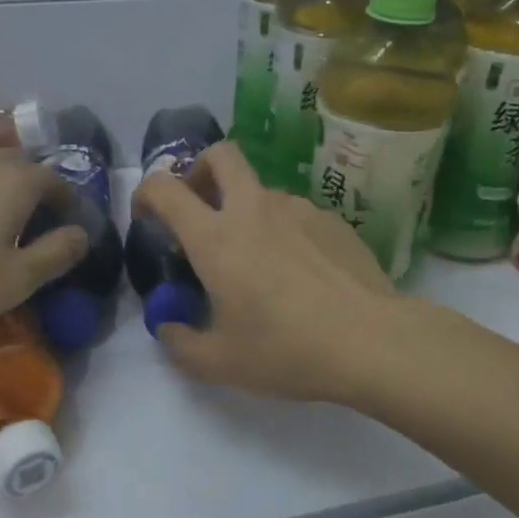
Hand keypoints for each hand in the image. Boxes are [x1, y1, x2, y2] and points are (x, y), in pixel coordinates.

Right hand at [132, 141, 404, 403]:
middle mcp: (253, 209)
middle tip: (200, 208)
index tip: (146, 215)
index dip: (146, 192)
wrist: (372, 341)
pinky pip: (294, 213)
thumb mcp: (220, 362)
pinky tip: (298, 273)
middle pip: (220, 155)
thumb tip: (168, 328)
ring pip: (259, 189)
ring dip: (245, 210)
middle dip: (200, 170)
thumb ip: (180, 343)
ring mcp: (297, 208)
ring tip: (257, 260)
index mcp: (216, 237)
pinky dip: (282, 231)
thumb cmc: (286, 349)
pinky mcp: (331, 220)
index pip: (166, 188)